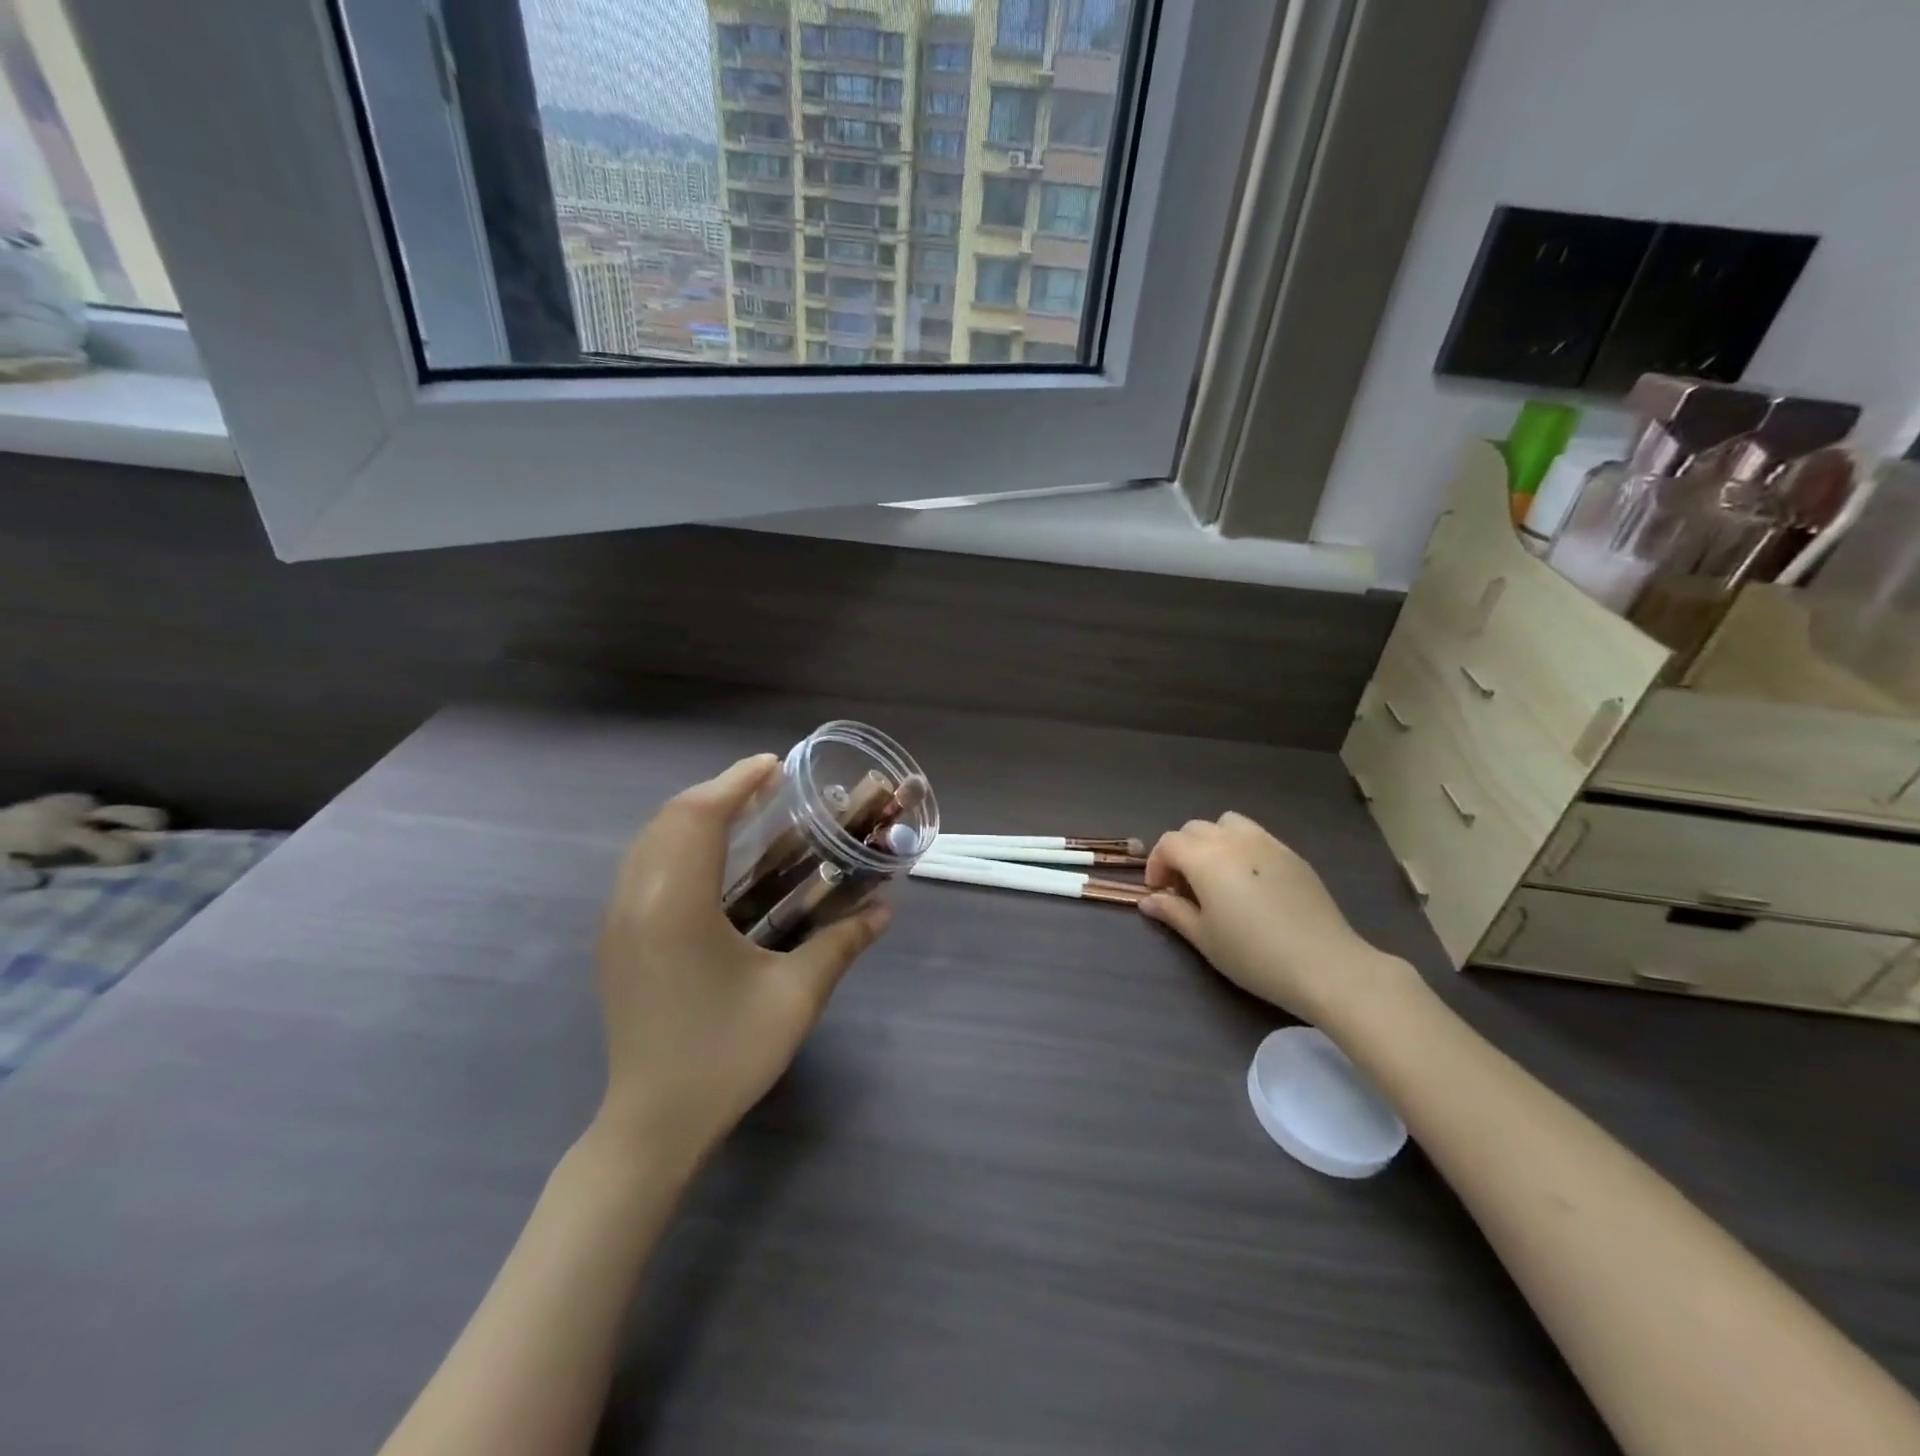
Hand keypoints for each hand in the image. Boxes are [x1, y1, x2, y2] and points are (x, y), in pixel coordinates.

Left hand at [594, 755, 889, 1162]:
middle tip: (767, 787)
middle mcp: (636, 901)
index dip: (736, 782)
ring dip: (695, 816)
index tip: (775, 766)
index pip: (700, 816)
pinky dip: (677, 844)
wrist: (652, 1125)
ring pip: (650, 841)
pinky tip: (714, 861)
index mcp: (676, 905)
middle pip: (670, 819)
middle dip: (718, 792)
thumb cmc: (725, 1056)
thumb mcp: (795, 997)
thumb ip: (842, 942)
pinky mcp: (615, 940)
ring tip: (744, 813)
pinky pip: (642, 867)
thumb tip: (886, 909)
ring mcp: (617, 921)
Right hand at [1139, 813, 1408, 1023]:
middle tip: (1185, 887)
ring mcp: (1267, 843)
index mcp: (1205, 858)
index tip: (1160, 893)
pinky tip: (1250, 882)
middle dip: (1181, 852)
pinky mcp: (1292, 854)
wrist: (1324, 965)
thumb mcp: (1204, 938)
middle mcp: (1233, 840)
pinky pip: (1256, 836)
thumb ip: (1173, 912)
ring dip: (1212, 841)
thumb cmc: (1253, 955)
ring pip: (1227, 824)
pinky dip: (1241, 847)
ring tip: (1217, 874)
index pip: (1169, 843)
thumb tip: (1148, 900)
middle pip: (1194, 828)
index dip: (1157, 864)